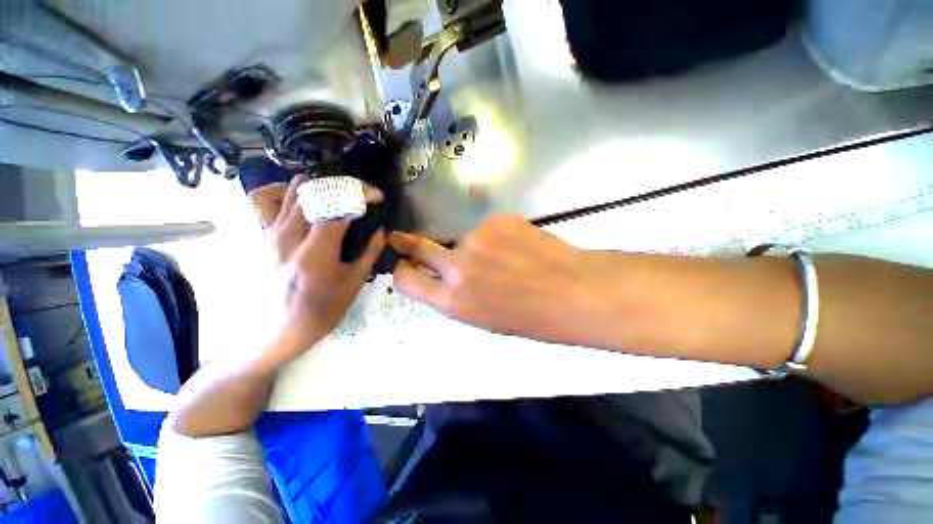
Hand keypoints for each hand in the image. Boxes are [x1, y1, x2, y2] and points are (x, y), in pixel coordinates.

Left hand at [266, 174, 384, 356]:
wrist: (275, 332)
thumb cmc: (321, 312)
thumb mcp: (353, 284)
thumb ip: (369, 253)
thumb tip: (381, 231)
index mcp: (316, 251)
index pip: (339, 205)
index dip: (361, 194)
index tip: (377, 197)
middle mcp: (290, 235)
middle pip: (315, 190)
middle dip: (344, 185)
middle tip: (361, 195)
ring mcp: (272, 233)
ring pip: (294, 191)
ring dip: (323, 187)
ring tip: (341, 195)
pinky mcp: (265, 237)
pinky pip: (279, 203)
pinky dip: (300, 195)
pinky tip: (314, 203)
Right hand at [389, 213, 600, 343]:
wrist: (575, 292)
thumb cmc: (532, 317)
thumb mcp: (485, 318)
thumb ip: (457, 296)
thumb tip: (442, 277)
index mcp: (454, 301)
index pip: (407, 281)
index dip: (401, 273)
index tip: (402, 266)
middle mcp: (458, 268)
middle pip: (418, 247)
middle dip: (407, 243)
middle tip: (400, 238)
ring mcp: (477, 239)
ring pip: (464, 238)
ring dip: (476, 246)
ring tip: (507, 257)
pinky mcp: (497, 219)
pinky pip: (488, 227)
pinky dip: (498, 235)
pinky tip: (520, 246)